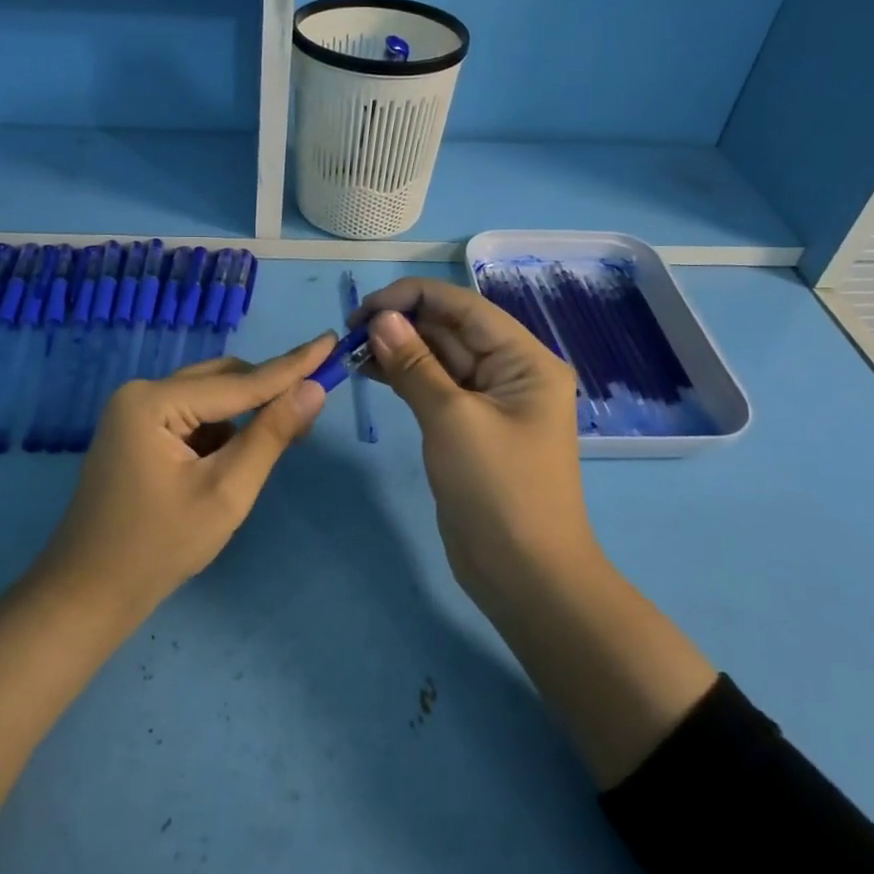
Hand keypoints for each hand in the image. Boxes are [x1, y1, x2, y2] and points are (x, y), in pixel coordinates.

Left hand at [40, 333, 337, 612]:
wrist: (90, 593)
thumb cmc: (160, 546)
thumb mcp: (226, 491)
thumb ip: (271, 435)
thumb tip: (314, 389)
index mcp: (154, 401)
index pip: (240, 382)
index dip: (292, 365)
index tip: (331, 340)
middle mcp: (141, 394)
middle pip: (222, 381)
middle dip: (268, 392)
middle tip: (316, 399)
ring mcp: (135, 414)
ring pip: (209, 399)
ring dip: (246, 415)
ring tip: (284, 437)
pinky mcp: (138, 434)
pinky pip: (193, 418)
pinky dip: (221, 432)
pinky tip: (237, 459)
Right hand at [356, 279, 715, 785]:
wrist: (524, 575)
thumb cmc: (497, 490)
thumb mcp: (452, 420)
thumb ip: (415, 365)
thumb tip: (381, 319)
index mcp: (524, 360)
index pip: (464, 307)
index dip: (412, 298)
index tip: (363, 311)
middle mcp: (511, 372)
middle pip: (451, 329)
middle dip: (401, 326)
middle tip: (349, 336)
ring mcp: (489, 402)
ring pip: (439, 358)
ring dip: (398, 351)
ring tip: (352, 353)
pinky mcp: (469, 428)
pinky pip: (434, 388)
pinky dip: (404, 378)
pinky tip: (370, 373)